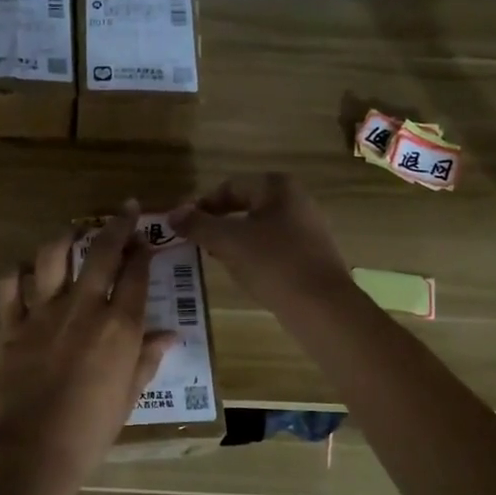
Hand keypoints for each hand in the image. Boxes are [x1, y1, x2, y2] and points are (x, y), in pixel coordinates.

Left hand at [0, 205, 177, 491]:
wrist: (35, 448)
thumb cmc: (92, 429)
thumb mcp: (129, 395)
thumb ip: (147, 358)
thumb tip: (170, 335)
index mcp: (118, 327)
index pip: (136, 276)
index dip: (143, 252)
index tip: (147, 239)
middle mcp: (82, 309)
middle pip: (101, 254)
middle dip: (116, 226)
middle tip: (125, 209)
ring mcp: (43, 314)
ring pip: (52, 258)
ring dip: (65, 239)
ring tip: (73, 234)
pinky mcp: (12, 326)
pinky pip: (9, 288)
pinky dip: (16, 275)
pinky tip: (26, 273)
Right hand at [168, 174, 352, 314]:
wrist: (322, 306)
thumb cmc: (273, 263)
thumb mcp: (227, 241)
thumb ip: (198, 224)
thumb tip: (173, 214)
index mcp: (277, 187)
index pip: (229, 187)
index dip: (202, 205)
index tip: (183, 226)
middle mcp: (297, 200)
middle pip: (245, 206)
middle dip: (218, 224)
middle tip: (197, 243)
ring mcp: (308, 228)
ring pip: (259, 229)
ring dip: (235, 241)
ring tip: (217, 260)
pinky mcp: (312, 255)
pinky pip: (274, 248)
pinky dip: (255, 256)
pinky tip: (245, 275)